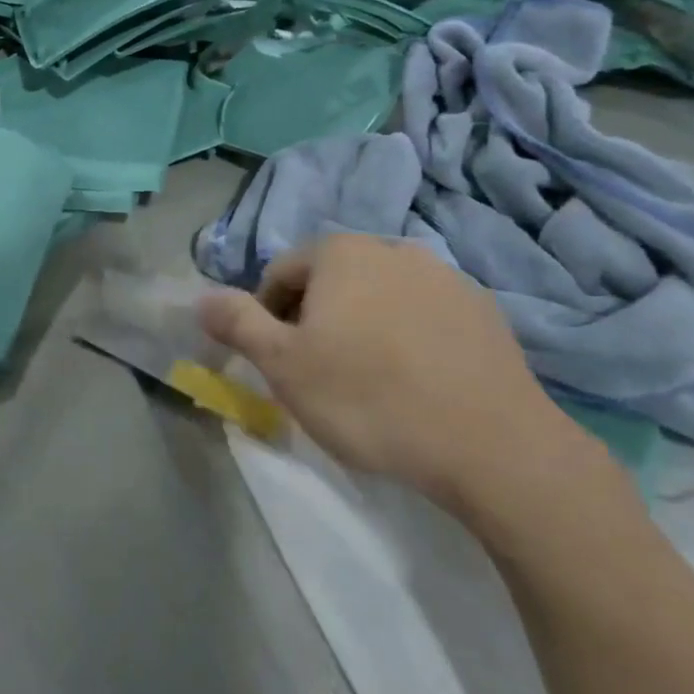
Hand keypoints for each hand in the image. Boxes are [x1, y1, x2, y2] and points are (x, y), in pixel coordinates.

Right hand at [198, 234, 597, 510]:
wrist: (493, 445)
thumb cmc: (369, 398)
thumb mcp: (283, 365)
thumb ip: (237, 323)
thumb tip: (200, 297)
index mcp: (341, 253)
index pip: (281, 273)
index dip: (268, 317)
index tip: (278, 362)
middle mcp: (392, 248)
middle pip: (332, 280)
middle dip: (315, 319)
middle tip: (320, 374)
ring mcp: (446, 276)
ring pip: (380, 296)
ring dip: (363, 326)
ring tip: (370, 381)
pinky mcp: (484, 310)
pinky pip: (426, 315)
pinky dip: (409, 337)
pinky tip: (417, 382)